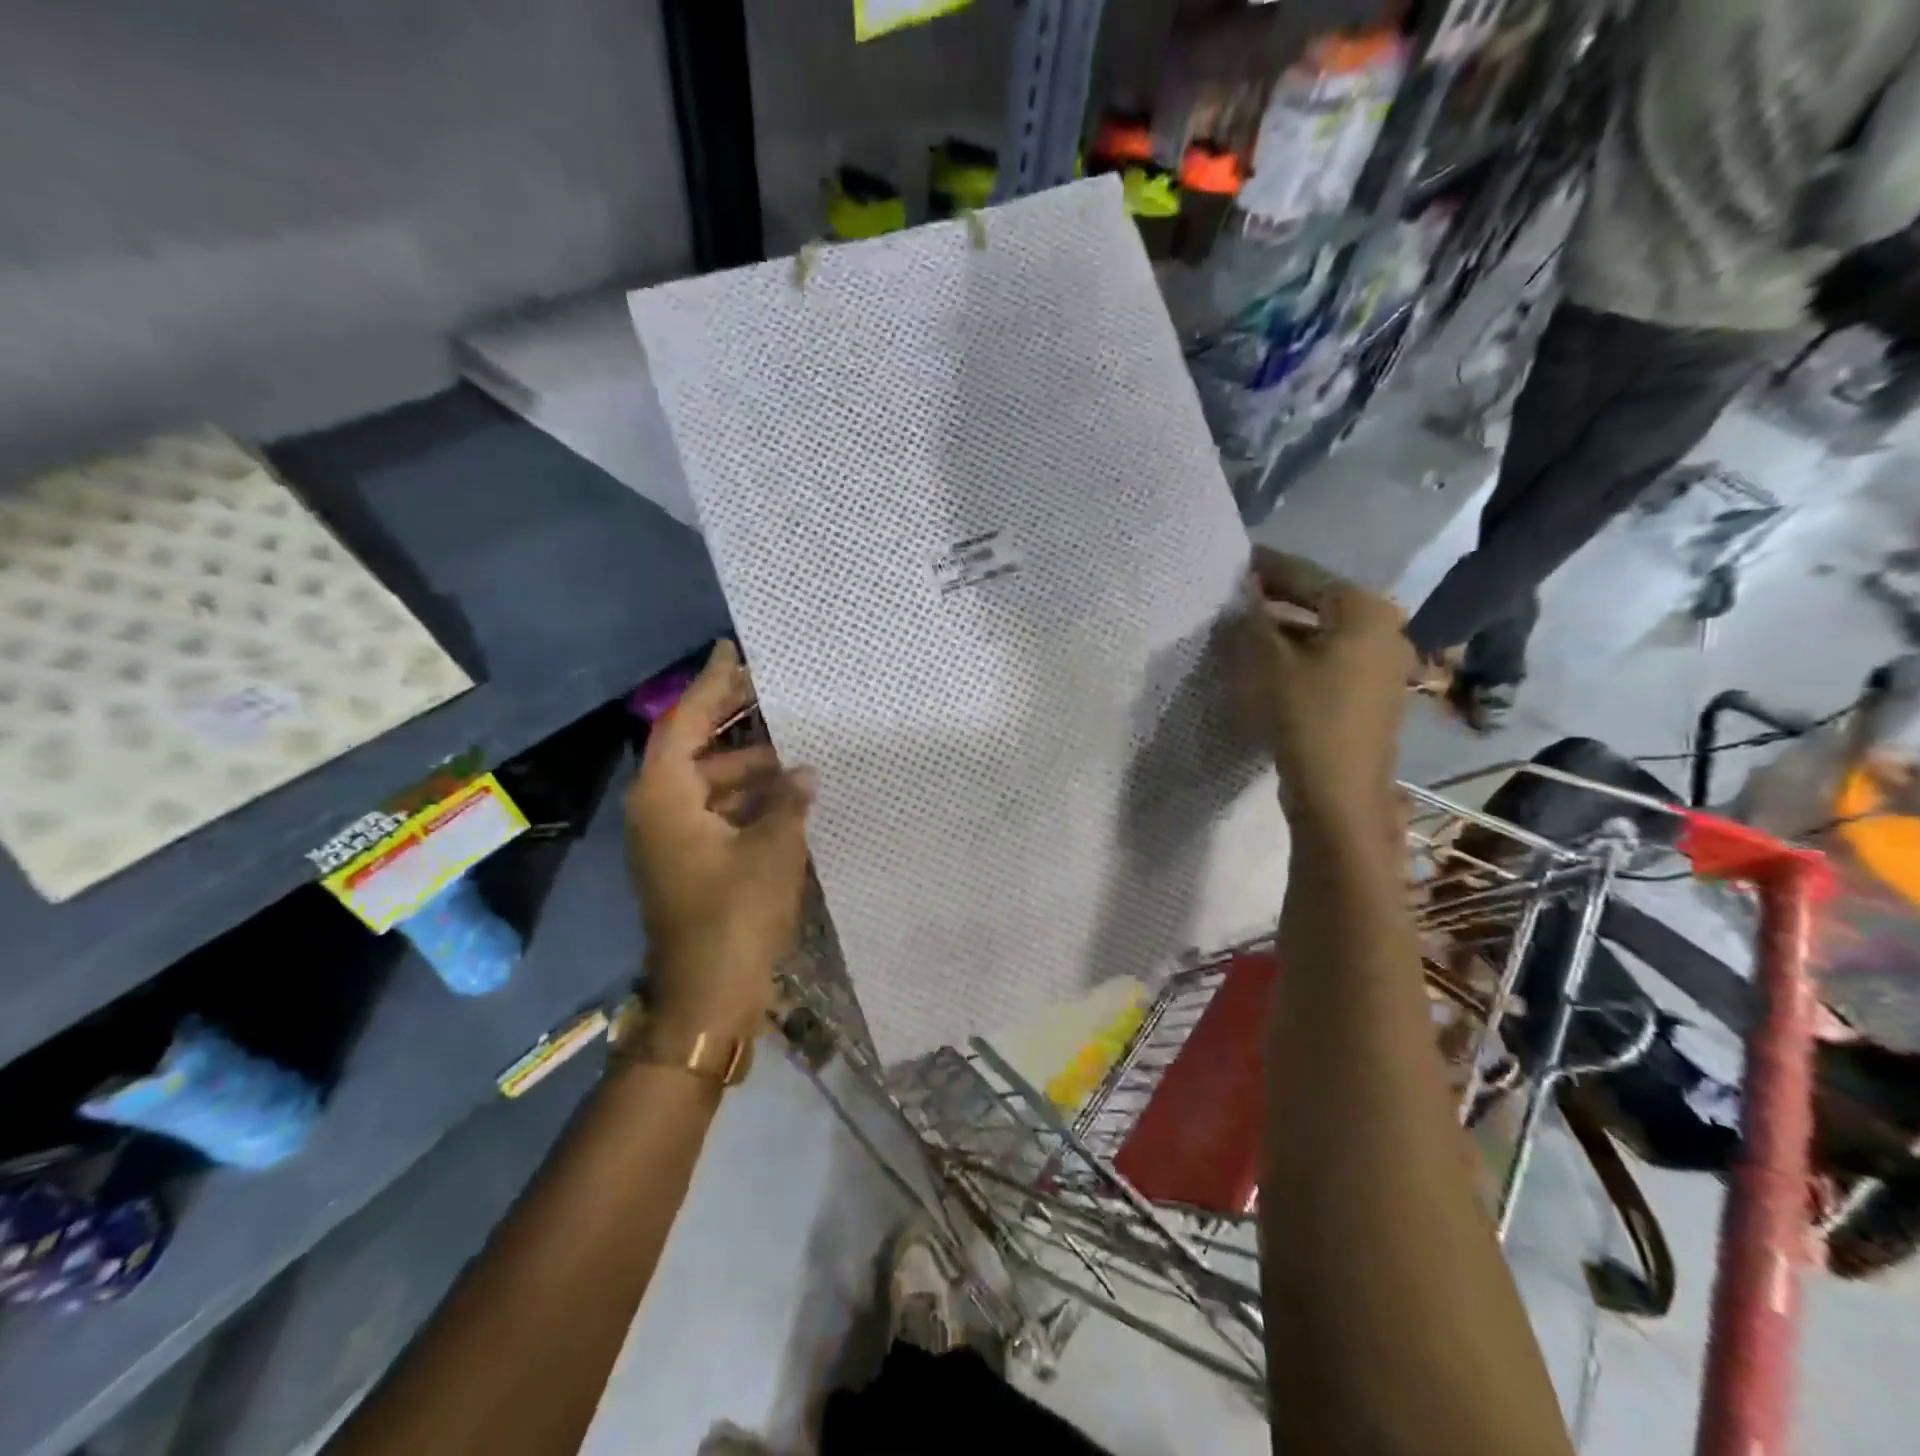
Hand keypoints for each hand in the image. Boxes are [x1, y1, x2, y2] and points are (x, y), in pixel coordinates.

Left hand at [624, 641, 815, 1039]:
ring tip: (797, 751)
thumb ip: (789, 801)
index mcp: (665, 799)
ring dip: (749, 768)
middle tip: (776, 696)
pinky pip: (716, 813)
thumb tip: (804, 772)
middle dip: (736, 725)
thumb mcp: (772, 849)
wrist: (707, 997)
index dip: (710, 686)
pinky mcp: (687, 864)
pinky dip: (747, 800)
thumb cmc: (735, 915)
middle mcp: (658, 812)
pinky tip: (787, 796)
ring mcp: (671, 841)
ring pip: (709, 785)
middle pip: (694, 750)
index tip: (732, 652)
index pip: (683, 723)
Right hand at [1223, 548, 1412, 829]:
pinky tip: (1266, 667)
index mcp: (1364, 609)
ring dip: (1283, 632)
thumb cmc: (1304, 714)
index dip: (1264, 567)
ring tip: (1242, 632)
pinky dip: (1298, 657)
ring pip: (1321, 635)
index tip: (1232, 560)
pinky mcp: (1371, 697)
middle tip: (1232, 598)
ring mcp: (1382, 665)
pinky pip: (1328, 662)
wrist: (1339, 791)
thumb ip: (1250, 617)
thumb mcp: (1264, 660)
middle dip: (1274, 600)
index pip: (1305, 574)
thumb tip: (1241, 591)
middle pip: (1318, 603)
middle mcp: (1384, 629)